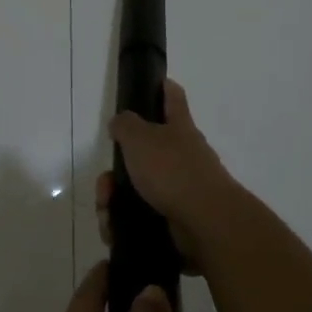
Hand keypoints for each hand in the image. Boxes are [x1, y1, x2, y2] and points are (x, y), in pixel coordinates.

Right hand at [104, 80, 236, 269]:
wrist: (205, 223)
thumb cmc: (173, 171)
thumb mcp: (140, 138)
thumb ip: (125, 125)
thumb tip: (120, 123)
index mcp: (179, 129)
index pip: (173, 98)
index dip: (164, 87)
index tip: (156, 82)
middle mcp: (183, 156)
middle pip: (144, 154)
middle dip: (117, 171)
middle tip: (105, 183)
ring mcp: (181, 189)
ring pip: (137, 189)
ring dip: (115, 200)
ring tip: (107, 211)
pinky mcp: (175, 219)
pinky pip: (141, 218)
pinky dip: (124, 224)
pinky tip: (114, 230)